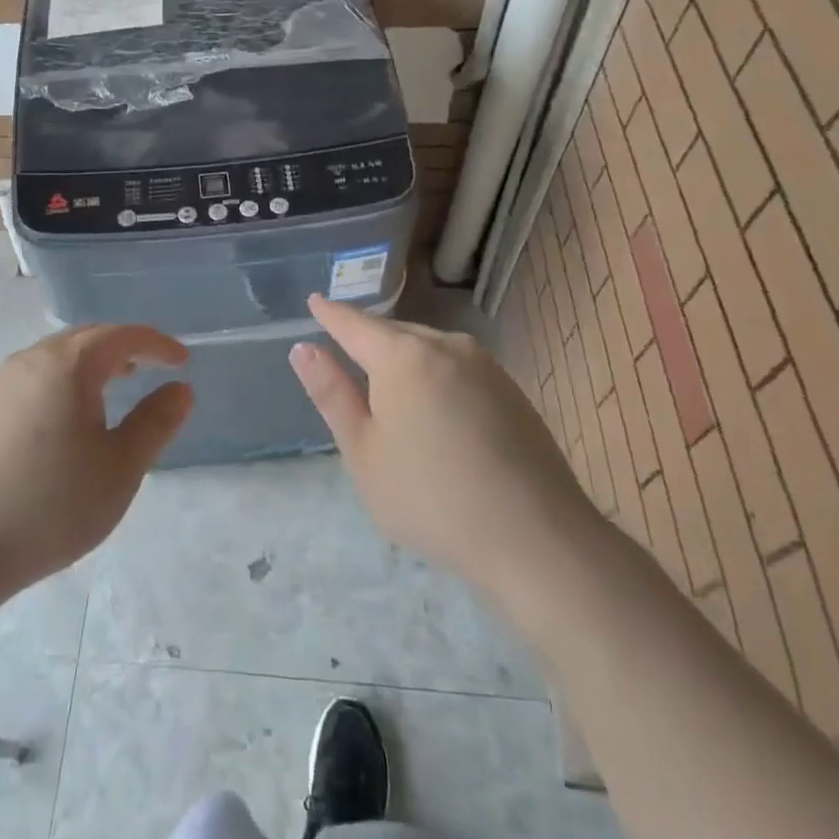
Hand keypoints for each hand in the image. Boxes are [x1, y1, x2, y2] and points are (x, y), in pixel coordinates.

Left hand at [0, 325, 191, 602]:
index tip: (182, 361)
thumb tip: (181, 389)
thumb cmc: (50, 505)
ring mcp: (0, 384)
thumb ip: (155, 423)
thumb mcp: (119, 468)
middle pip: (86, 338)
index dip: (156, 343)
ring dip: (92, 363)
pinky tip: (69, 417)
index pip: (121, 335)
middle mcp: (30, 361)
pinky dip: (65, 381)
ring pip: (57, 356)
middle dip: (123, 347)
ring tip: (116, 386)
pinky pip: (35, 377)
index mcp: (66, 365)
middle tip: (151, 367)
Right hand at [289, 294, 599, 597]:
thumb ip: (332, 394)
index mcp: (403, 357)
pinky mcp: (511, 390)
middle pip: (394, 333)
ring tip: (385, 382)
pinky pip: (456, 367)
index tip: (315, 301)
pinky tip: (433, 408)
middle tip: (343, 350)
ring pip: (428, 348)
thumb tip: (303, 348)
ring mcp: (485, 366)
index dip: (331, 314)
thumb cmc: (431, 497)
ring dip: (402, 358)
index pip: (355, 325)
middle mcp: (446, 346)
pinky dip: (433, 375)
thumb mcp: (364, 451)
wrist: (536, 538)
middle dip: (367, 339)